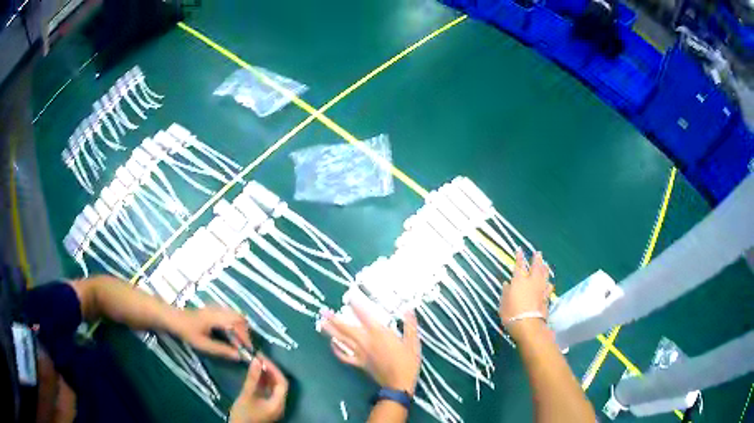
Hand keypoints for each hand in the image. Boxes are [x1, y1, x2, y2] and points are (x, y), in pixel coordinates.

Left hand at [171, 306, 251, 360]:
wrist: (172, 318)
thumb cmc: (186, 331)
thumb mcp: (203, 344)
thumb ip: (221, 350)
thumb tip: (238, 356)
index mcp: (217, 318)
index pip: (238, 325)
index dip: (245, 337)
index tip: (247, 350)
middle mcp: (219, 310)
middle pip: (240, 317)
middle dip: (245, 332)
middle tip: (244, 346)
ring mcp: (216, 308)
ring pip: (235, 315)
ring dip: (240, 327)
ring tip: (239, 342)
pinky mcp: (213, 309)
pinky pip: (230, 314)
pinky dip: (235, 324)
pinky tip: (230, 334)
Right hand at [230, 355, 288, 422]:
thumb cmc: (243, 415)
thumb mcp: (247, 395)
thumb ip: (253, 378)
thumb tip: (256, 360)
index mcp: (278, 403)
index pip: (282, 383)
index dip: (274, 369)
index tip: (263, 358)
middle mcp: (279, 404)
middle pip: (279, 384)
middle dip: (270, 370)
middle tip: (259, 358)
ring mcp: (272, 405)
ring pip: (273, 387)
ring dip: (266, 375)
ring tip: (256, 362)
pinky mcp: (266, 405)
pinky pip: (267, 391)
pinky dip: (262, 381)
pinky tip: (254, 373)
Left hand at [320, 304, 420, 393]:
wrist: (399, 383)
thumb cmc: (407, 362)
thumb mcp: (413, 342)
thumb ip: (410, 325)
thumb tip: (408, 309)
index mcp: (379, 334)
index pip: (364, 316)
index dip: (356, 305)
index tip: (348, 296)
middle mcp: (366, 341)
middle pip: (347, 328)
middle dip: (334, 319)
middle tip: (323, 311)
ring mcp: (360, 353)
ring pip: (343, 340)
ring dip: (331, 331)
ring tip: (321, 323)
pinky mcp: (359, 363)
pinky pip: (345, 356)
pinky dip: (336, 350)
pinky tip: (332, 344)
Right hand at [499, 250, 553, 339]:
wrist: (528, 325)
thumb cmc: (511, 314)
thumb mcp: (503, 303)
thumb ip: (505, 292)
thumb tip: (507, 284)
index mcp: (519, 280)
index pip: (519, 265)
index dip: (519, 257)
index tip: (519, 250)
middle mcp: (531, 281)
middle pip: (536, 267)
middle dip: (536, 259)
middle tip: (538, 253)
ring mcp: (541, 289)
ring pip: (544, 275)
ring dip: (545, 268)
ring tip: (546, 264)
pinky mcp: (547, 297)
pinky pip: (549, 287)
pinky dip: (549, 283)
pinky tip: (550, 283)